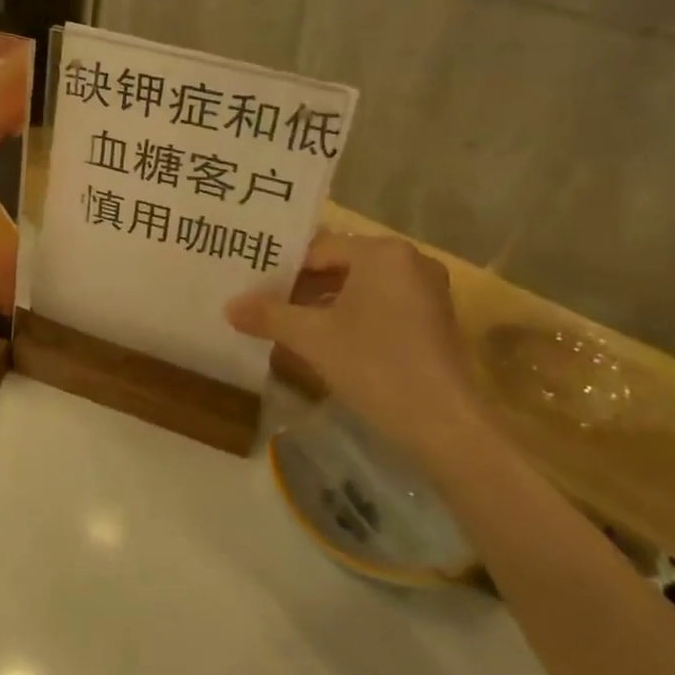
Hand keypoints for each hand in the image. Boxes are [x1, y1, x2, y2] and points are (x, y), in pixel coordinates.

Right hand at [225, 231, 490, 471]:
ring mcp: (425, 292)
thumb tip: (228, 307)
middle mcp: (408, 261)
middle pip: (338, 266)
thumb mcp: (311, 337)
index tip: (251, 287)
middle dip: (299, 287)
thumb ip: (268, 315)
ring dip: (321, 305)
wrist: (446, 425)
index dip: (280, 269)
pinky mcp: (432, 322)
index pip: (317, 249)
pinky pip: (378, 307)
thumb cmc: (376, 364)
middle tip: (260, 303)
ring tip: (282, 323)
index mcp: (382, 252)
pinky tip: (320, 342)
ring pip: (357, 289)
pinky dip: (348, 319)